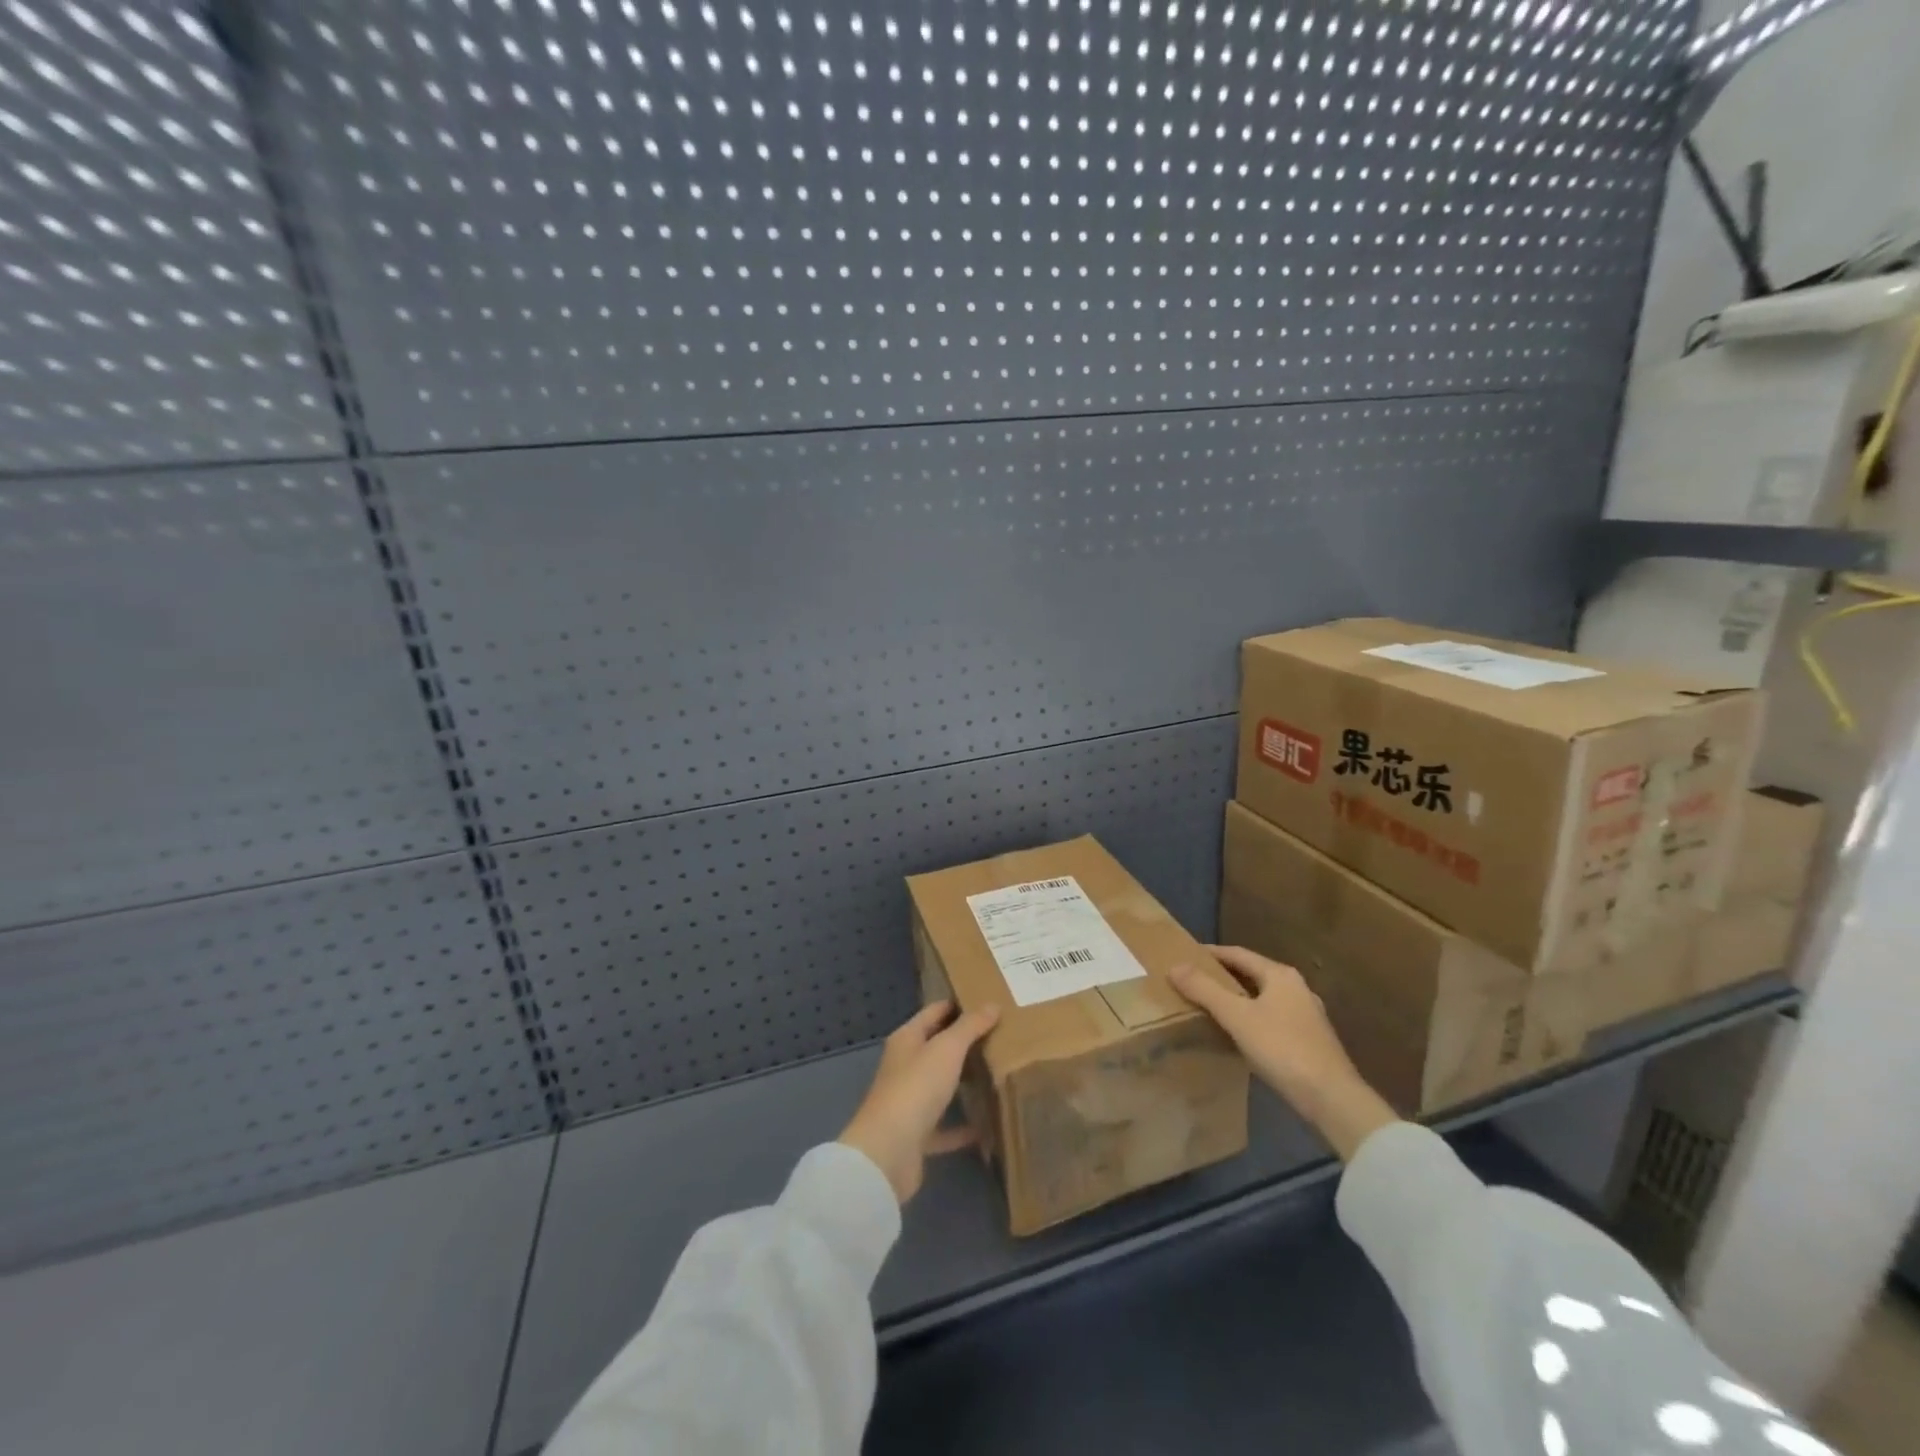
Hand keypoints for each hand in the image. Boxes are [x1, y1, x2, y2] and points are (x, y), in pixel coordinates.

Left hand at [839, 1000, 1000, 1203]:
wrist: (888, 1152)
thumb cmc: (916, 1087)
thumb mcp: (947, 1049)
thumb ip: (970, 1026)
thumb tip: (992, 1005)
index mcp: (906, 1040)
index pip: (934, 1012)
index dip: (957, 1005)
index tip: (987, 1003)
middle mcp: (905, 1066)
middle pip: (937, 1048)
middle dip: (964, 1042)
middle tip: (1000, 1037)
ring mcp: (909, 1101)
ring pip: (940, 1085)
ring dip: (963, 1082)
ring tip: (997, 1074)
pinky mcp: (917, 1136)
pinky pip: (945, 1126)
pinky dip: (963, 1126)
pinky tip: (988, 1126)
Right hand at [1170, 946, 1397, 1160]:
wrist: (1332, 1099)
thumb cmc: (1282, 1048)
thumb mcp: (1236, 1016)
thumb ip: (1204, 990)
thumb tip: (1174, 966)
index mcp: (1280, 975)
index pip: (1238, 954)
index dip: (1210, 953)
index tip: (1186, 956)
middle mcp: (1297, 988)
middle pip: (1252, 974)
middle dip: (1223, 976)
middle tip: (1193, 981)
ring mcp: (1307, 1015)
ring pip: (1263, 998)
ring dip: (1237, 999)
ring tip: (1210, 1006)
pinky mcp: (1311, 1040)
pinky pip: (1272, 1018)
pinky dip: (1251, 1018)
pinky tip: (1239, 1034)